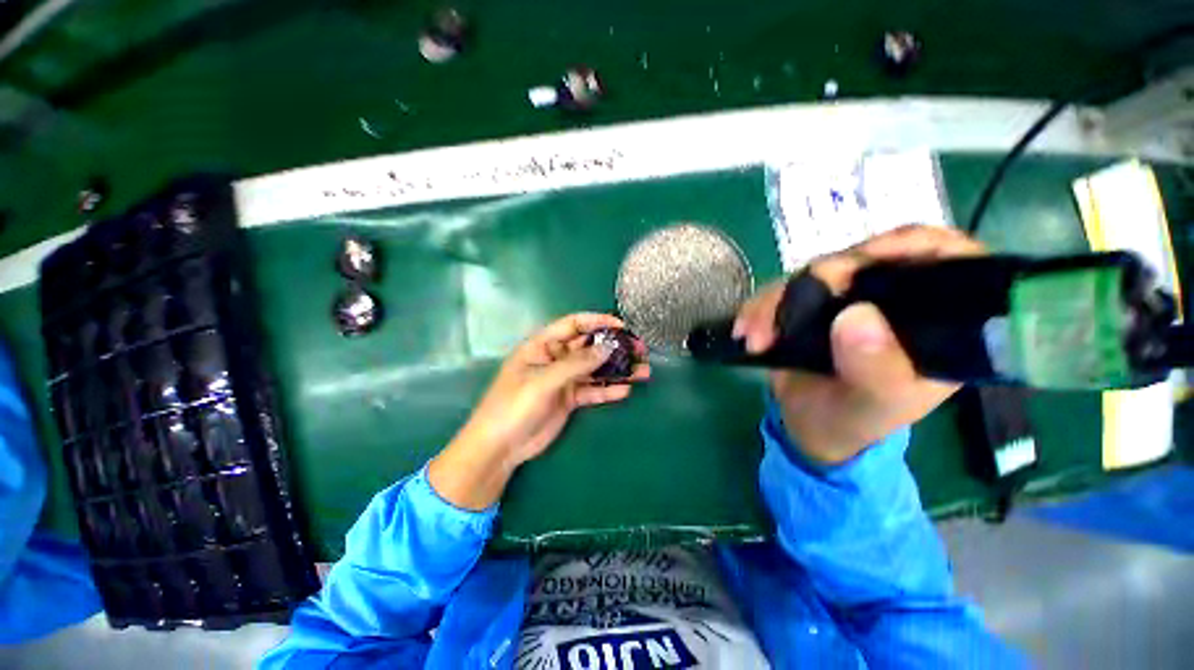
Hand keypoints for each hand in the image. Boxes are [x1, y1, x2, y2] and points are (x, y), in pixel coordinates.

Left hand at [429, 313, 649, 508]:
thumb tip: (607, 347)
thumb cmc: (513, 405)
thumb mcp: (543, 381)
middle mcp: (555, 358)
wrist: (500, 446)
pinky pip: (592, 391)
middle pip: (589, 347)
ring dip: (617, 369)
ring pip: (595, 369)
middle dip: (614, 346)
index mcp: (543, 345)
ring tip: (642, 370)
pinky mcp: (569, 399)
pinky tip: (625, 390)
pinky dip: (608, 390)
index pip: (573, 324)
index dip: (597, 321)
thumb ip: (576, 364)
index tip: (621, 325)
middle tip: (640, 349)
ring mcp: (563, 379)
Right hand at [734, 225, 984, 464]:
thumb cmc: (853, 422)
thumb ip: (875, 369)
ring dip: (776, 300)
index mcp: (934, 323)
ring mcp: (847, 300)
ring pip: (813, 273)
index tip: (870, 256)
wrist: (808, 426)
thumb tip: (856, 316)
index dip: (913, 245)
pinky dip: (758, 307)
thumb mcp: (873, 406)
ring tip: (756, 336)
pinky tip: (745, 330)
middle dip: (822, 278)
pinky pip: (781, 290)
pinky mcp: (809, 305)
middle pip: (866, 259)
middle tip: (788, 309)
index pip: (947, 260)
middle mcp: (893, 302)